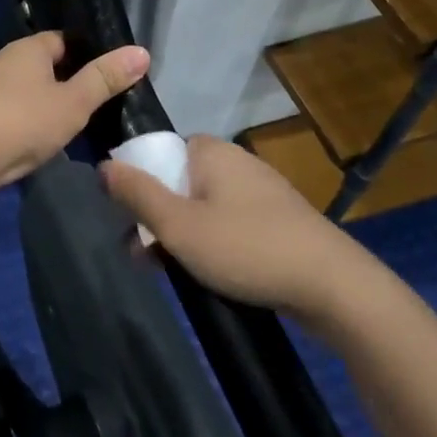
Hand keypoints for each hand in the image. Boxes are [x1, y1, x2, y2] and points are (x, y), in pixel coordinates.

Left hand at [0, 32, 149, 194]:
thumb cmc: (22, 122)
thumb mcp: (74, 102)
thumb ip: (105, 79)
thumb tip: (142, 51)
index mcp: (28, 48)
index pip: (65, 40)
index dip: (90, 54)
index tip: (113, 75)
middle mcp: (6, 61)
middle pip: (47, 65)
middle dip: (71, 82)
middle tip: (103, 103)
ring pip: (31, 91)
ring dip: (51, 105)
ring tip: (79, 125)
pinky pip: (16, 113)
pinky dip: (32, 123)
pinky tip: (45, 141)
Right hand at [100, 135, 390, 329]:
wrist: (333, 286)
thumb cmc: (246, 248)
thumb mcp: (178, 225)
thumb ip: (136, 194)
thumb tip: (102, 166)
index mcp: (210, 151)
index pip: (157, 152)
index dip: (136, 183)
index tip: (128, 221)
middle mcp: (235, 161)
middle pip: (176, 181)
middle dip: (156, 217)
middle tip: (143, 256)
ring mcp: (259, 190)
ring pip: (201, 206)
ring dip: (180, 235)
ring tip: (169, 271)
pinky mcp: (276, 219)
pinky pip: (227, 222)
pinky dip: (211, 242)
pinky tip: (207, 273)